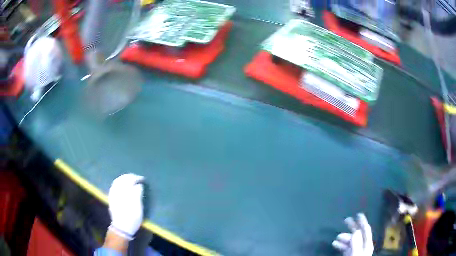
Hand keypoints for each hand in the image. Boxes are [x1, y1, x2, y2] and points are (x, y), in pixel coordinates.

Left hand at [108, 173, 143, 239]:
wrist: (121, 227)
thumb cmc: (132, 218)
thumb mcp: (138, 207)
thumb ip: (137, 194)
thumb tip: (138, 185)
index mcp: (124, 192)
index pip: (129, 180)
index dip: (136, 178)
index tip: (142, 179)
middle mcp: (117, 191)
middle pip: (122, 179)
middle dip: (130, 177)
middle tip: (137, 178)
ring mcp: (112, 194)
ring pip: (117, 181)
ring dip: (124, 178)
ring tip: (130, 179)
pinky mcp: (111, 197)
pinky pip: (114, 185)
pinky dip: (119, 182)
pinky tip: (122, 184)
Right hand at [332, 213, 373, 255]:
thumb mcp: (356, 254)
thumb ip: (356, 244)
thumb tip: (355, 231)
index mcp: (366, 244)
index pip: (366, 230)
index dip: (362, 221)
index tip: (358, 214)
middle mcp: (362, 246)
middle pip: (358, 234)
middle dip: (352, 227)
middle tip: (345, 220)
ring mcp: (356, 251)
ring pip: (350, 241)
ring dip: (344, 238)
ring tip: (337, 237)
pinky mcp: (350, 255)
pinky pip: (345, 247)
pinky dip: (341, 245)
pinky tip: (335, 244)